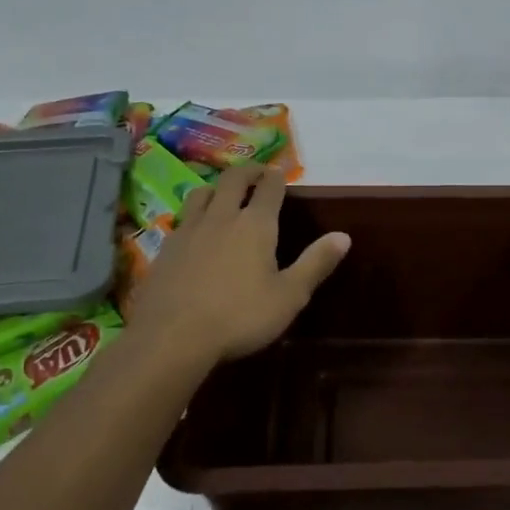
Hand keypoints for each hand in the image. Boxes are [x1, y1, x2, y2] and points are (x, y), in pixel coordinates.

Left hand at [126, 163, 350, 365]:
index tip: (279, 172)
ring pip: (202, 193)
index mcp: (256, 225)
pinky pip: (182, 218)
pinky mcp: (166, 248)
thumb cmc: (240, 317)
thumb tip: (344, 236)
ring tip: (223, 194)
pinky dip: (194, 214)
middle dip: (247, 172)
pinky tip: (195, 229)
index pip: (269, 188)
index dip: (276, 177)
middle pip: (233, 180)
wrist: (172, 337)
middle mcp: (222, 217)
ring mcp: (189, 230)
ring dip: (217, 187)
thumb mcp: (289, 296)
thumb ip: (316, 263)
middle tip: (255, 173)